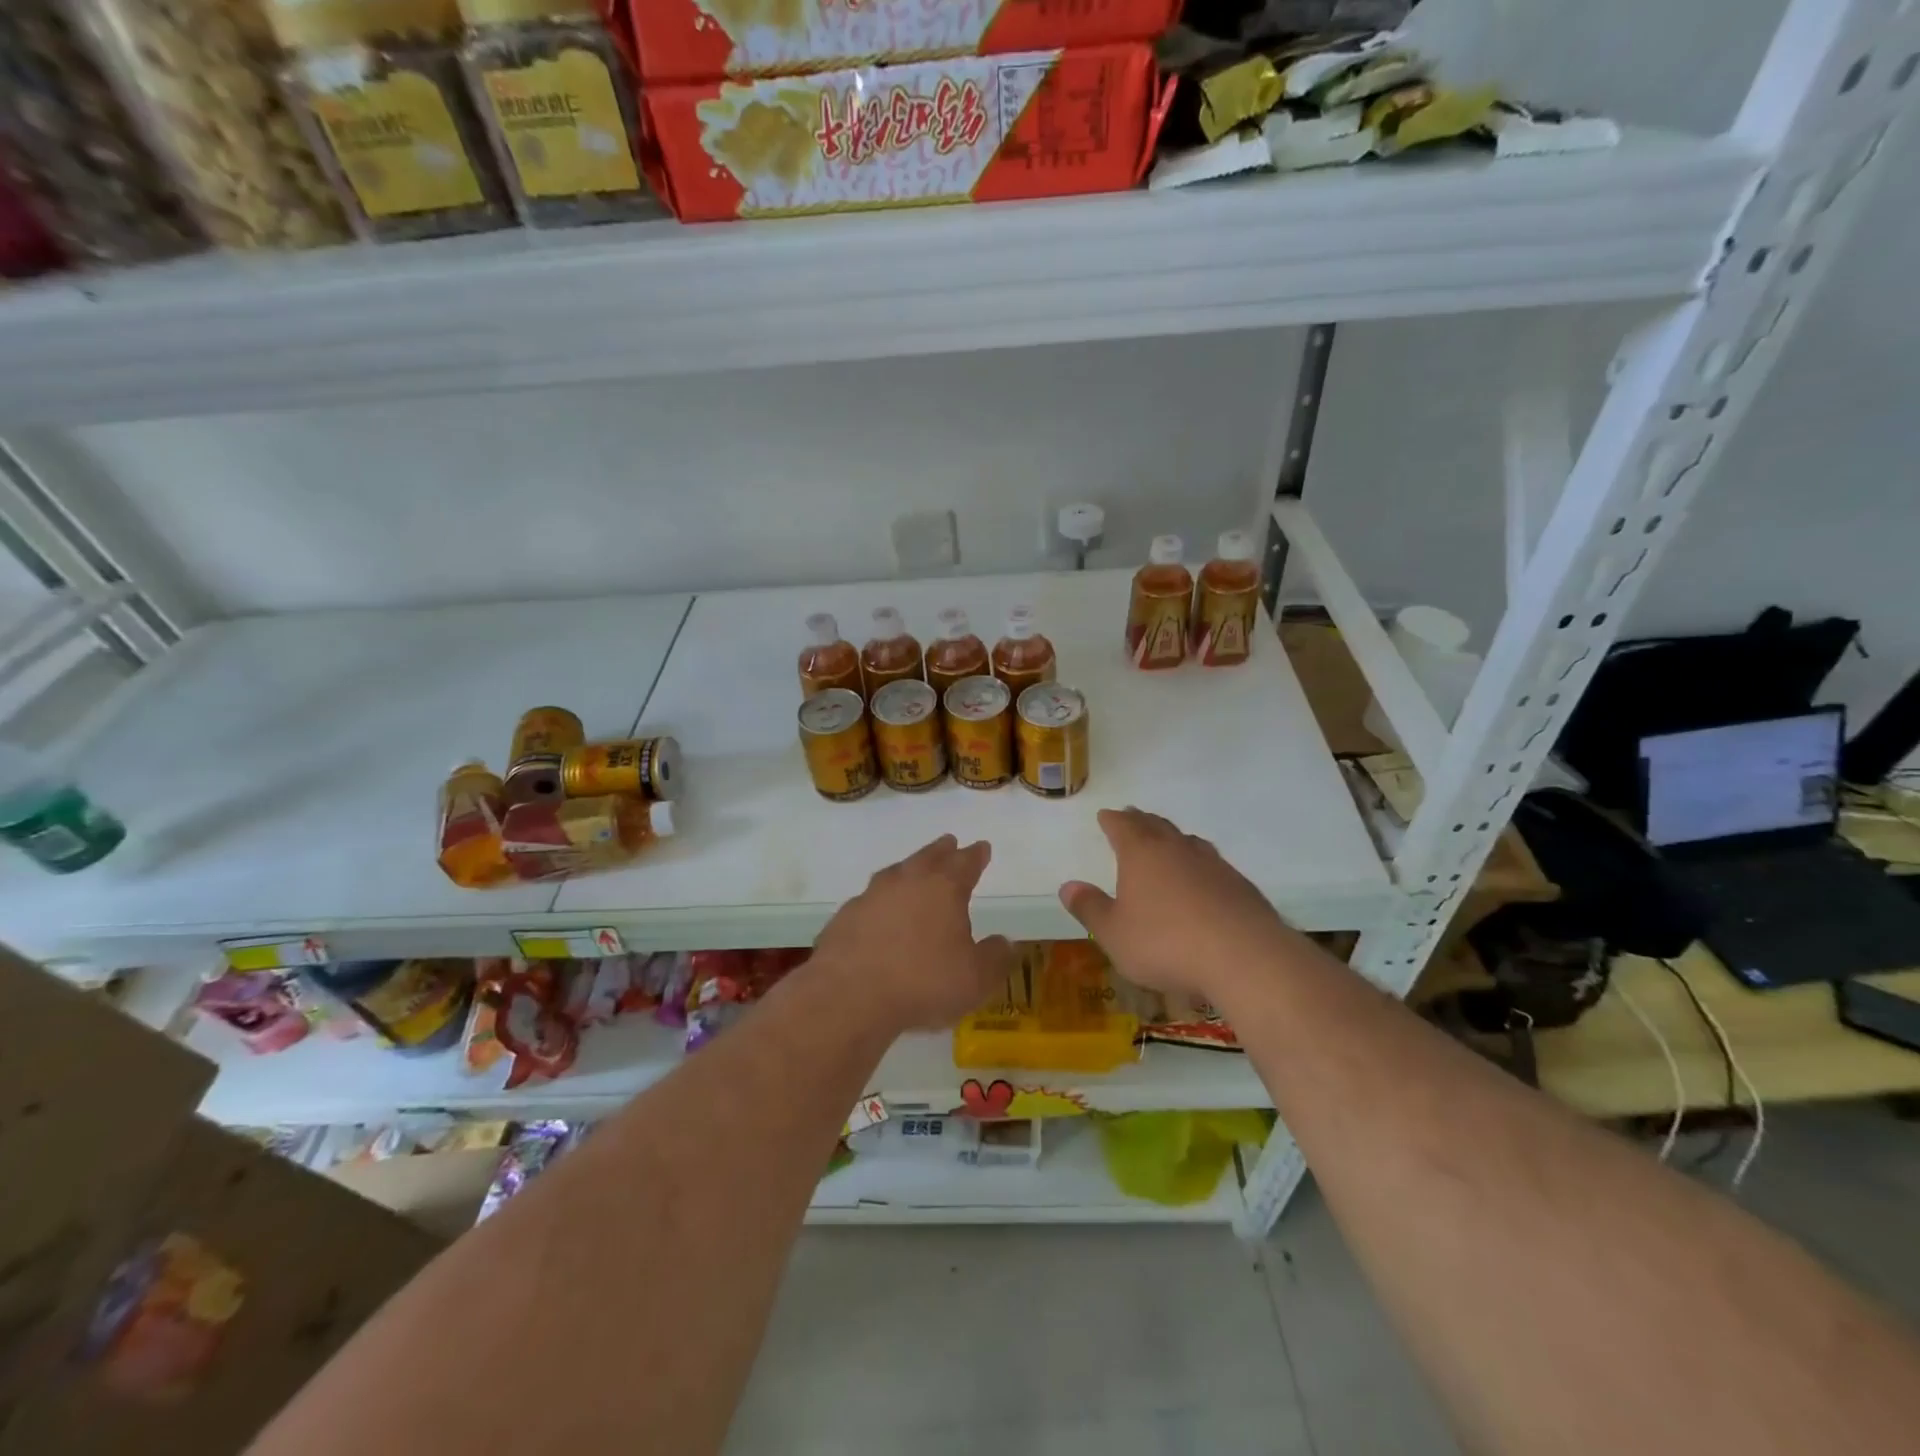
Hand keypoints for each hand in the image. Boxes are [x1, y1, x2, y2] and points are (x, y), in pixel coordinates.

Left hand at [812, 835, 1011, 1032]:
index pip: (965, 862)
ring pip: (895, 873)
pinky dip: (880, 901)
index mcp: (944, 888)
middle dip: (942, 850)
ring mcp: (871, 896)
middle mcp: (907, 881)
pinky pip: (870, 900)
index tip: (982, 847)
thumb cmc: (923, 981)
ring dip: (908, 869)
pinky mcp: (845, 916)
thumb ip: (994, 957)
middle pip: (928, 857)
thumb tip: (1004, 942)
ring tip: (913, 870)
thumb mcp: (975, 978)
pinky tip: (879, 913)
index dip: (976, 855)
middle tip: (949, 842)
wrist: (850, 994)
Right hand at [1060, 808, 1294, 1003]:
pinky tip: (1202, 879)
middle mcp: (1177, 849)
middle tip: (1133, 817)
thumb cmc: (1166, 943)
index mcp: (1142, 854)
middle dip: (1141, 821)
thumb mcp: (1115, 934)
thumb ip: (1090, 909)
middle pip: (1156, 826)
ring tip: (1167, 841)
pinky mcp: (1239, 885)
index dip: (1112, 820)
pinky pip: (1212, 864)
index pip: (1123, 826)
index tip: (1106, 815)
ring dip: (1173, 838)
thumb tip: (1067, 886)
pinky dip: (1199, 864)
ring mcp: (1213, 864)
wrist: (1244, 957)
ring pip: (1187, 841)